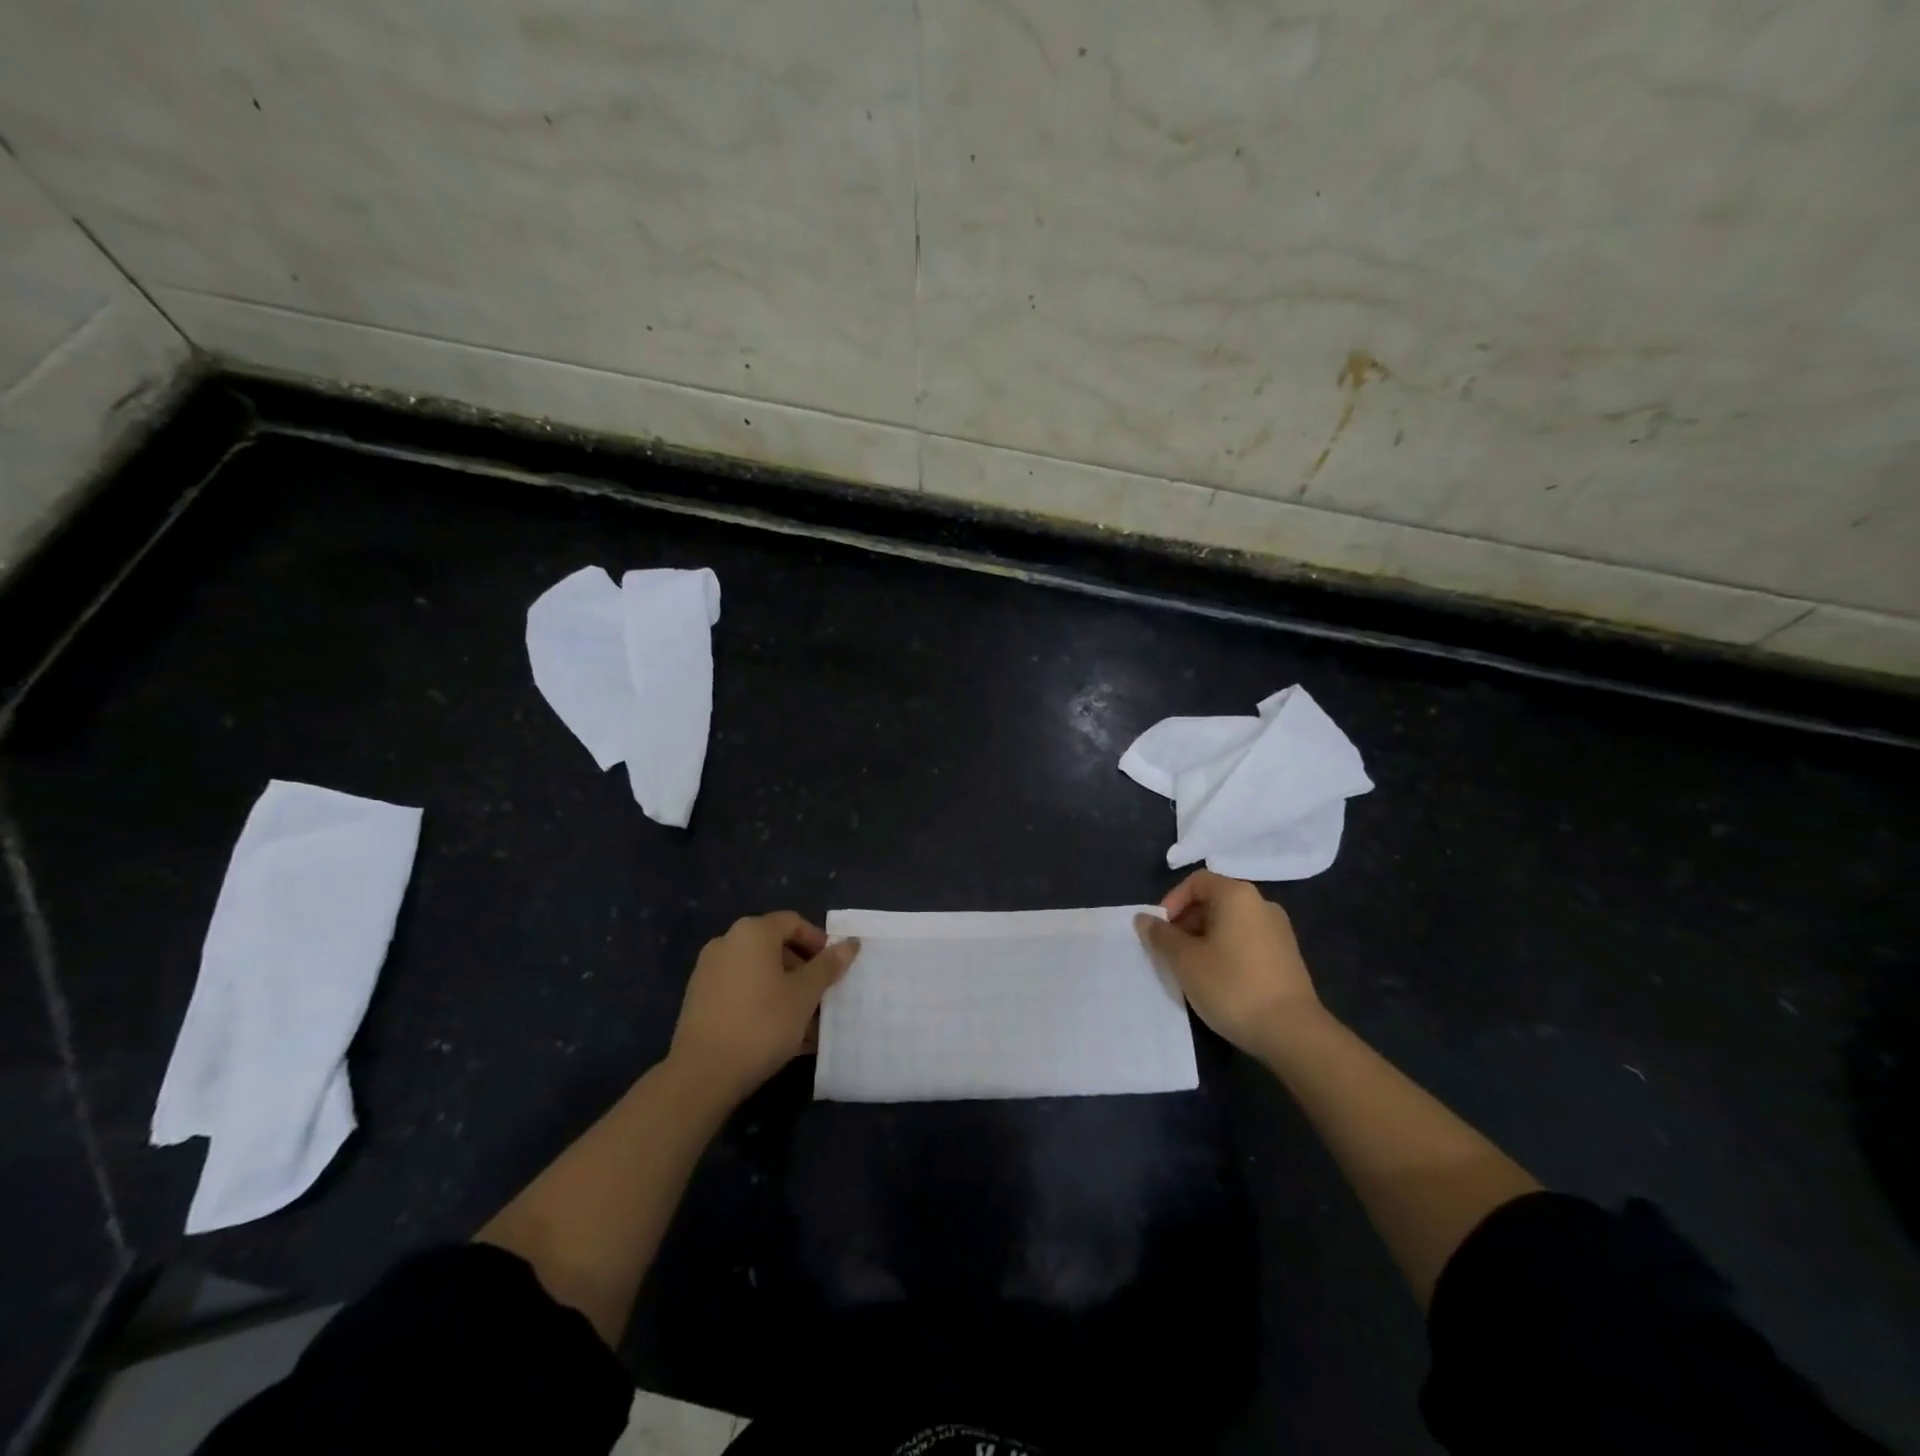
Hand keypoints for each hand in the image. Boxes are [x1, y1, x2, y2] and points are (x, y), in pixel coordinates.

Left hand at [668, 912, 859, 1105]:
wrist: (702, 1073)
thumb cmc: (762, 1023)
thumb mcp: (805, 994)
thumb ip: (828, 966)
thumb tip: (850, 943)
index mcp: (752, 932)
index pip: (793, 923)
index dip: (818, 942)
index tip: (835, 968)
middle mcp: (726, 943)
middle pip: (774, 946)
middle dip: (803, 969)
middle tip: (823, 995)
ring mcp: (709, 971)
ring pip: (759, 972)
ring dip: (785, 990)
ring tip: (807, 1022)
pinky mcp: (699, 999)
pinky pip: (741, 991)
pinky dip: (763, 1003)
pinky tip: (781, 1034)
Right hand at [1136, 870, 1321, 1054]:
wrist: (1292, 1033)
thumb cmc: (1231, 986)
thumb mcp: (1185, 961)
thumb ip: (1161, 936)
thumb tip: (1143, 918)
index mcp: (1237, 895)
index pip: (1197, 881)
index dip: (1172, 901)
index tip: (1160, 931)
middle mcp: (1261, 905)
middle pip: (1214, 901)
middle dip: (1186, 924)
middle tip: (1171, 954)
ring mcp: (1278, 931)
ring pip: (1229, 924)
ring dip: (1204, 940)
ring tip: (1191, 971)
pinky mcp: (1287, 957)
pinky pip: (1246, 942)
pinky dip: (1226, 953)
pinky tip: (1218, 982)